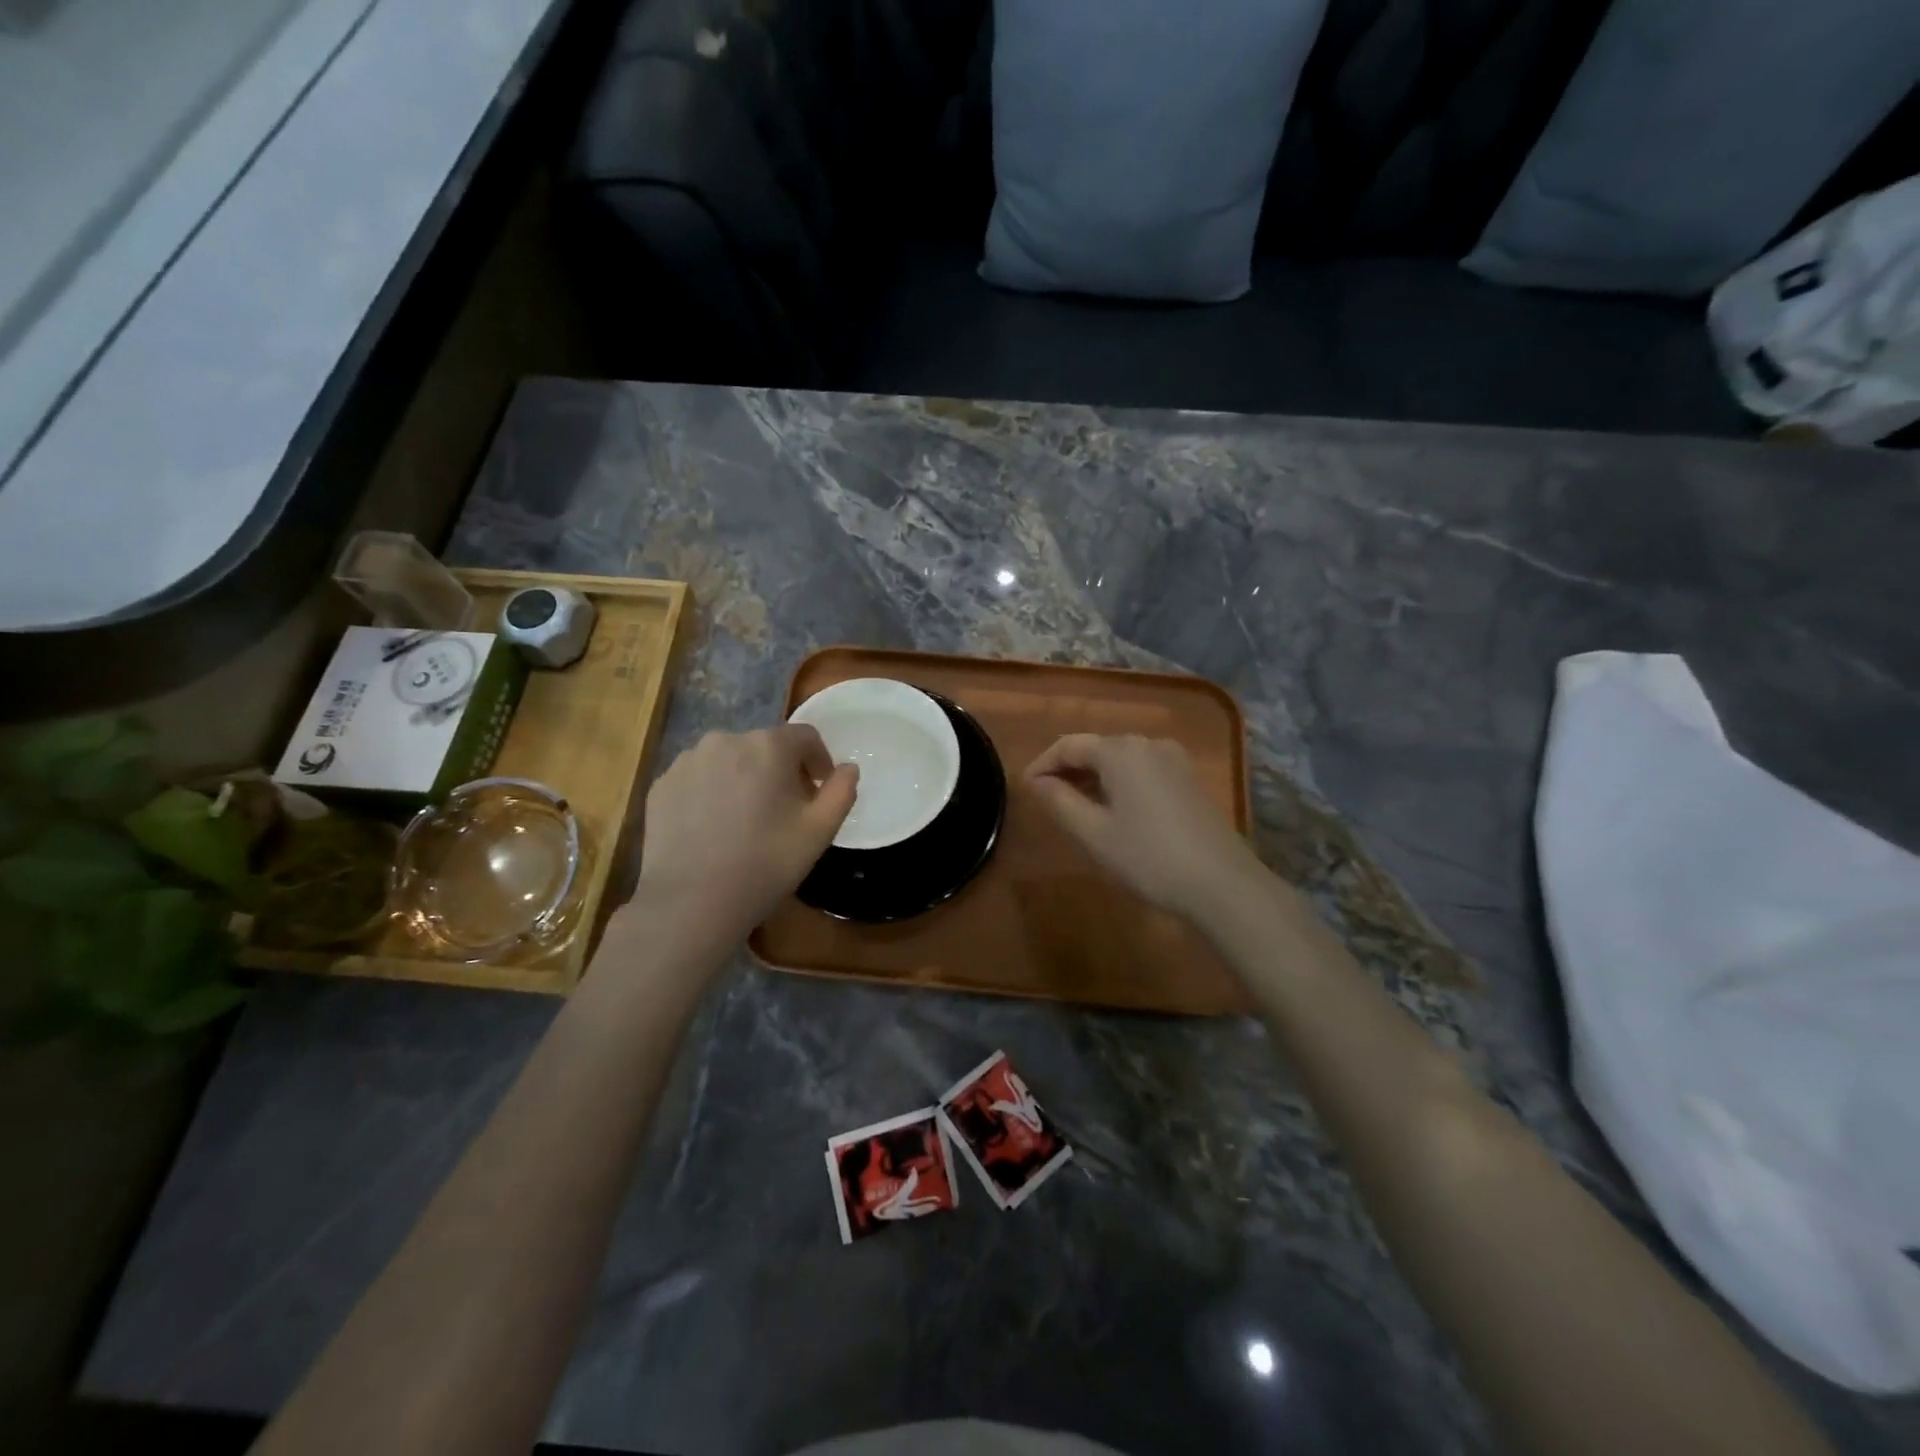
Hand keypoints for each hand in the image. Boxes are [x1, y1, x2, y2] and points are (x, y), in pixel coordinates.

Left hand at [631, 726, 857, 940]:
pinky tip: (714, 827)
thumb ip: (842, 791)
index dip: (819, 760)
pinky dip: (712, 792)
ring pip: (729, 760)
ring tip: (746, 819)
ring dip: (744, 778)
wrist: (691, 902)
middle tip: (786, 810)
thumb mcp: (820, 832)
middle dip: (781, 770)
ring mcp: (687, 761)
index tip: (819, 789)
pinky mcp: (661, 784)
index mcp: (768, 746)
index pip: (805, 737)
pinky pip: (698, 778)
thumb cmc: (765, 864)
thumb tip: (848, 768)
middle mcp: (725, 740)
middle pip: (765, 746)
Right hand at [1025, 734, 1262, 921]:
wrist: (1222, 883)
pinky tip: (1114, 811)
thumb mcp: (1094, 833)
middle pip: (1097, 748)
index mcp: (1121, 751)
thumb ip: (1060, 802)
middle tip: (1046, 799)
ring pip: (1121, 760)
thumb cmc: (1148, 857)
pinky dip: (1119, 784)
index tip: (1025, 789)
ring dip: (1093, 778)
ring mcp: (1174, 760)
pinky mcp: (1189, 780)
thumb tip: (1036, 782)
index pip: (1069, 745)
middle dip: (1067, 770)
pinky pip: (1143, 771)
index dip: (1042, 764)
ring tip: (1075, 807)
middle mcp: (1148, 744)